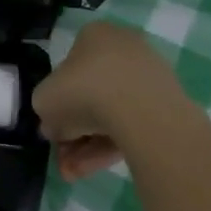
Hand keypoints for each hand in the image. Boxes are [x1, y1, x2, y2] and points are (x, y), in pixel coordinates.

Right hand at [33, 22, 184, 179]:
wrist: (140, 110)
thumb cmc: (83, 92)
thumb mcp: (44, 101)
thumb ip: (46, 111)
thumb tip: (56, 126)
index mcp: (94, 36)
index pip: (69, 69)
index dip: (56, 103)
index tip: (52, 129)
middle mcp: (123, 49)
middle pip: (90, 96)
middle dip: (73, 133)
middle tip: (62, 160)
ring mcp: (148, 77)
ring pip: (110, 115)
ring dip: (88, 146)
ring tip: (74, 174)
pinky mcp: (166, 104)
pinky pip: (131, 125)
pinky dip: (111, 146)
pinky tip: (93, 169)